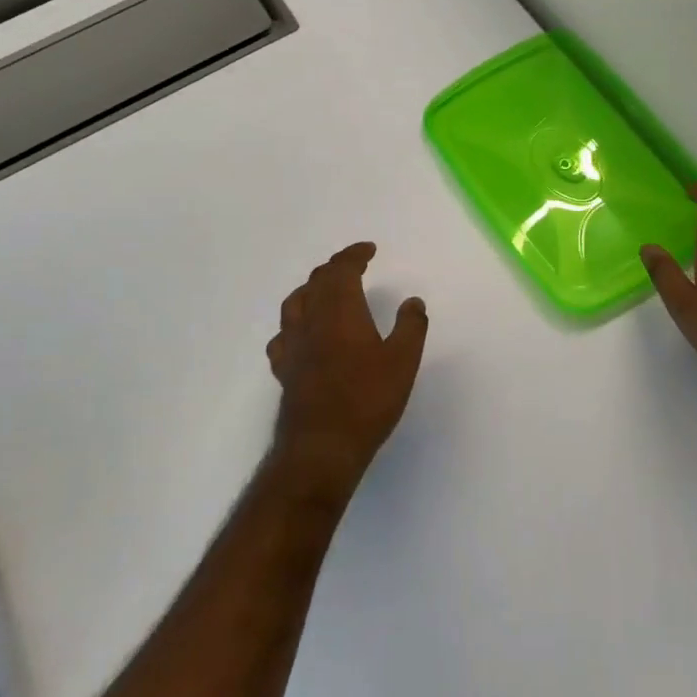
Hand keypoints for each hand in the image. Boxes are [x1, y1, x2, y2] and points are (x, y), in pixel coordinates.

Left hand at [266, 244, 427, 500]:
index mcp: (340, 309)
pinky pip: (283, 336)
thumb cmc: (367, 399)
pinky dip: (295, 325)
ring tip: (325, 292)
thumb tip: (413, 301)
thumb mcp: (403, 361)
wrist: (322, 447)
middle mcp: (311, 320)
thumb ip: (411, 326)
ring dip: (312, 289)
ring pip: (295, 303)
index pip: (342, 269)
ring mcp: (293, 345)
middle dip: (335, 268)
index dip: (354, 254)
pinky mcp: (284, 370)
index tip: (369, 250)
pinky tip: (301, 335)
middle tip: (354, 267)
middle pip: (317, 281)